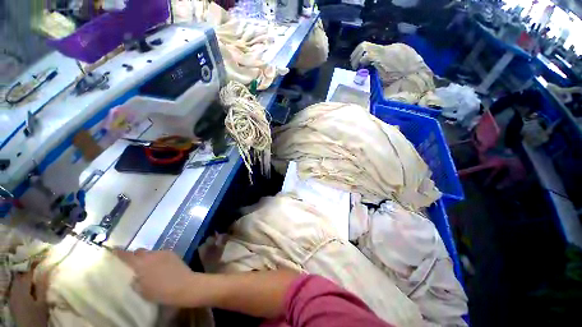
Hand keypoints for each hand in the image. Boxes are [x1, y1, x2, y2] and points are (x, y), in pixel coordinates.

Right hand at [115, 249, 199, 306]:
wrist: (183, 285)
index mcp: (140, 264)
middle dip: (135, 256)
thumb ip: (135, 281)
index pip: (126, 255)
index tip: (114, 250)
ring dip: (147, 258)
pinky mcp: (172, 253)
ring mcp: (163, 252)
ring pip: (151, 252)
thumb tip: (134, 276)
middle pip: (139, 251)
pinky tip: (160, 266)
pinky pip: (160, 254)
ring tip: (148, 267)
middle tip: (133, 264)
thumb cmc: (160, 291)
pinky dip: (157, 258)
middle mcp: (151, 255)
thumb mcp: (141, 291)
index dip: (119, 252)